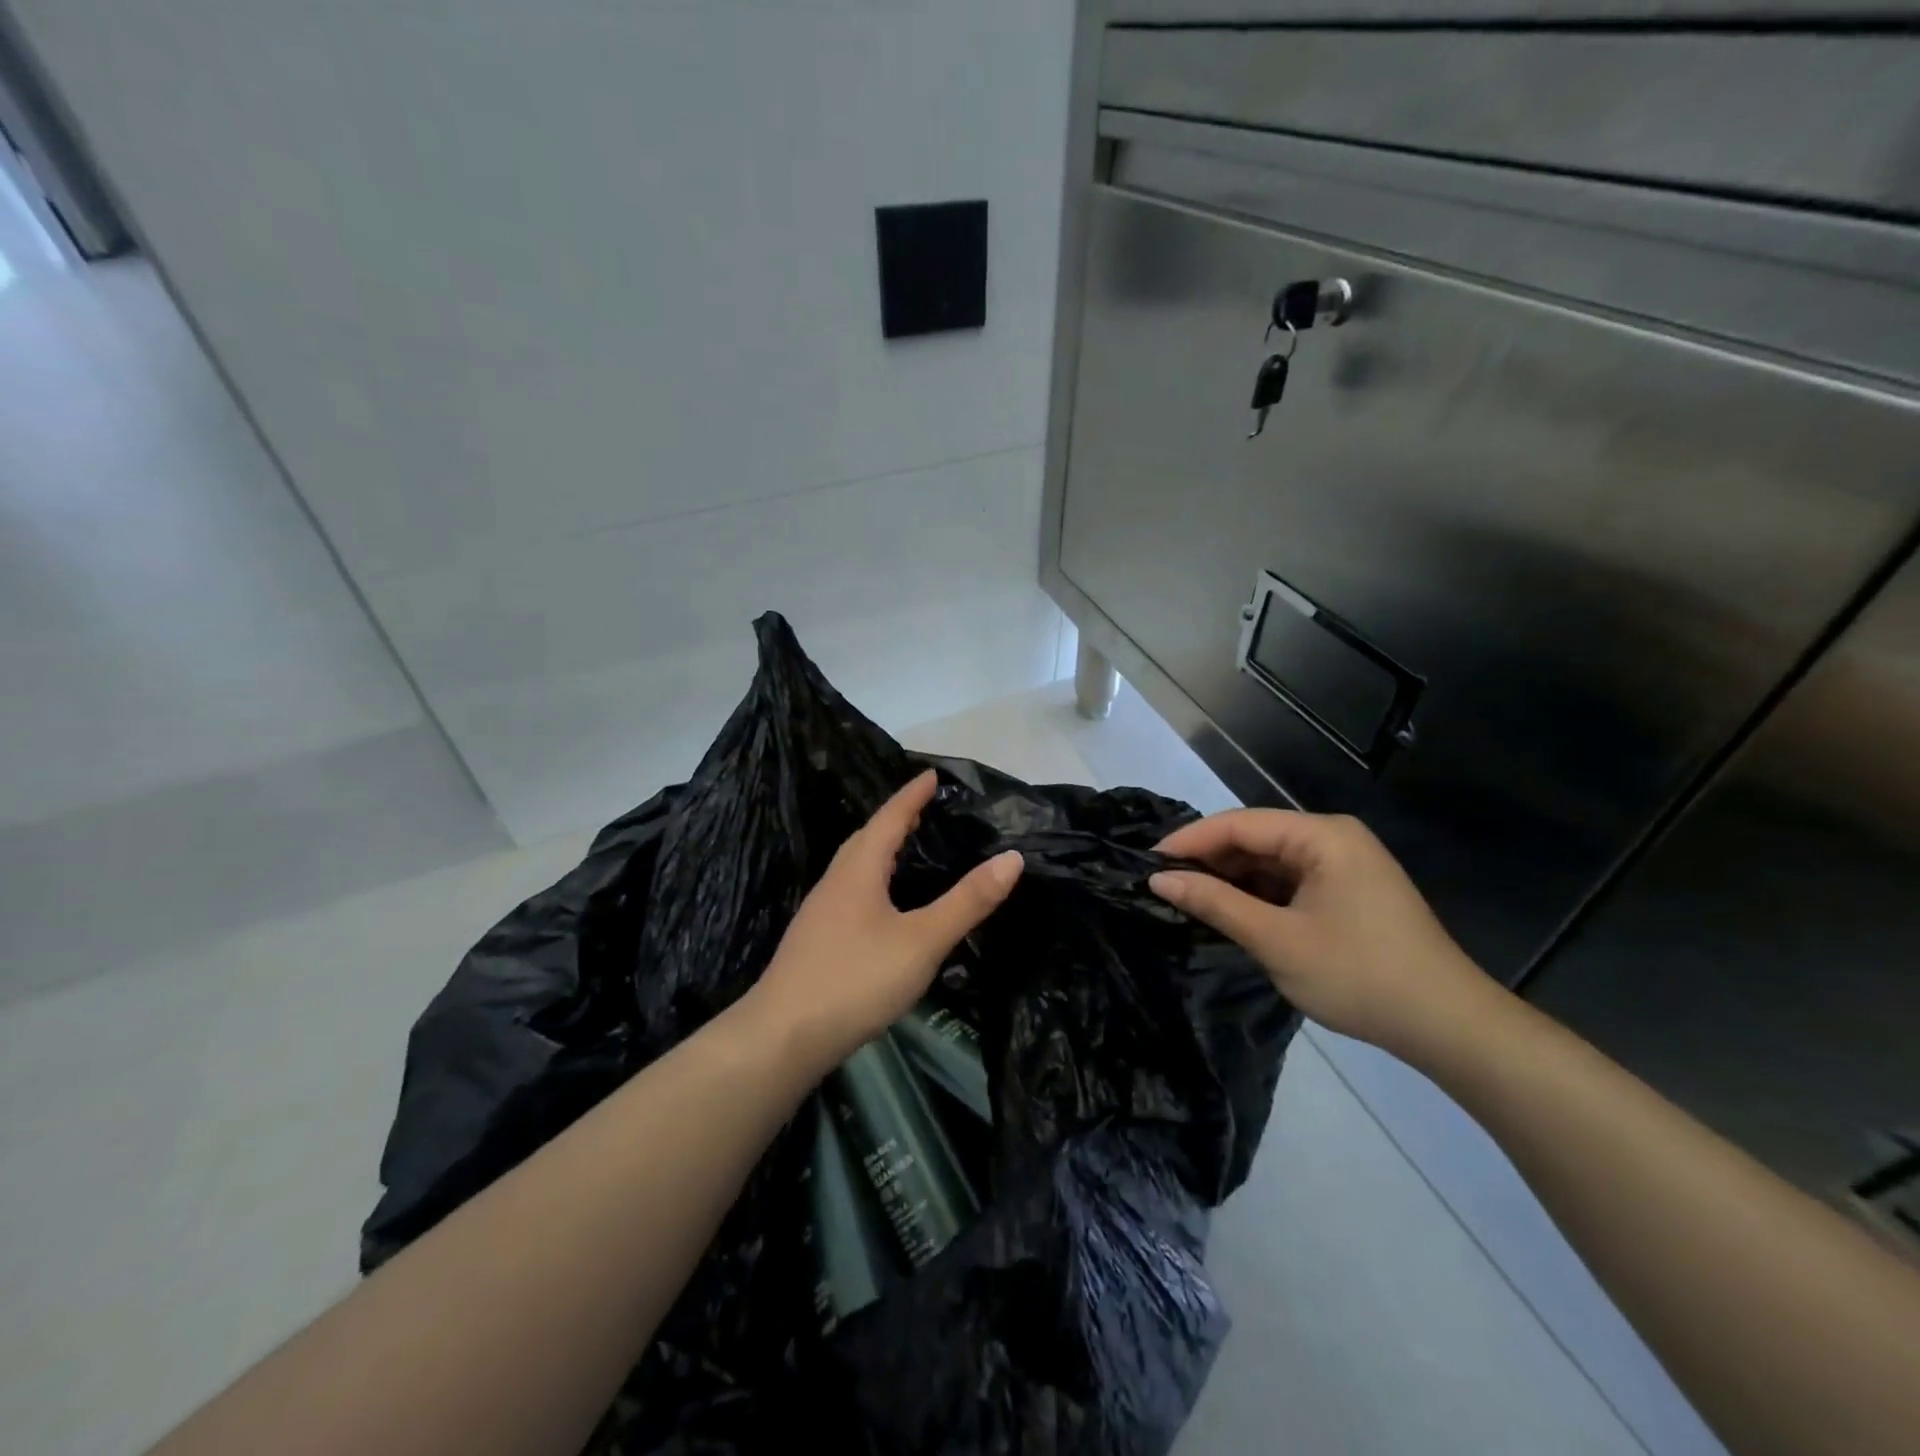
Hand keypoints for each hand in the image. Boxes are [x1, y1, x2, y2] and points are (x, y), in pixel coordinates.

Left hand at [746, 770, 1022, 1077]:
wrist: (783, 1037)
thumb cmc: (856, 979)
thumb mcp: (922, 940)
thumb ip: (967, 901)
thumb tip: (1012, 857)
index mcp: (859, 870)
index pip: (889, 818)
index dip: (912, 795)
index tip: (931, 774)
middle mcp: (835, 881)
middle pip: (867, 837)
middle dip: (896, 818)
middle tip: (924, 808)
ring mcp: (821, 911)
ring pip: (855, 866)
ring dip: (882, 848)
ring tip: (907, 848)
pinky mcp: (816, 939)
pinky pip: (851, 890)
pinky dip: (873, 878)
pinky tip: (882, 904)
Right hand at [1149, 809, 1491, 1060]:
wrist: (1448, 1026)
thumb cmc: (1359, 974)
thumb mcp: (1276, 939)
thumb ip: (1215, 903)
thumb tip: (1159, 878)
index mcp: (1322, 836)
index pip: (1240, 824)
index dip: (1190, 840)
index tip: (1147, 863)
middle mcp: (1333, 838)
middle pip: (1255, 838)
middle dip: (1209, 860)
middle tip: (1162, 884)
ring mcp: (1343, 865)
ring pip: (1270, 861)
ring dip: (1231, 880)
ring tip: (1186, 898)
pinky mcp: (1347, 892)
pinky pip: (1289, 882)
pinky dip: (1257, 895)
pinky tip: (1229, 911)